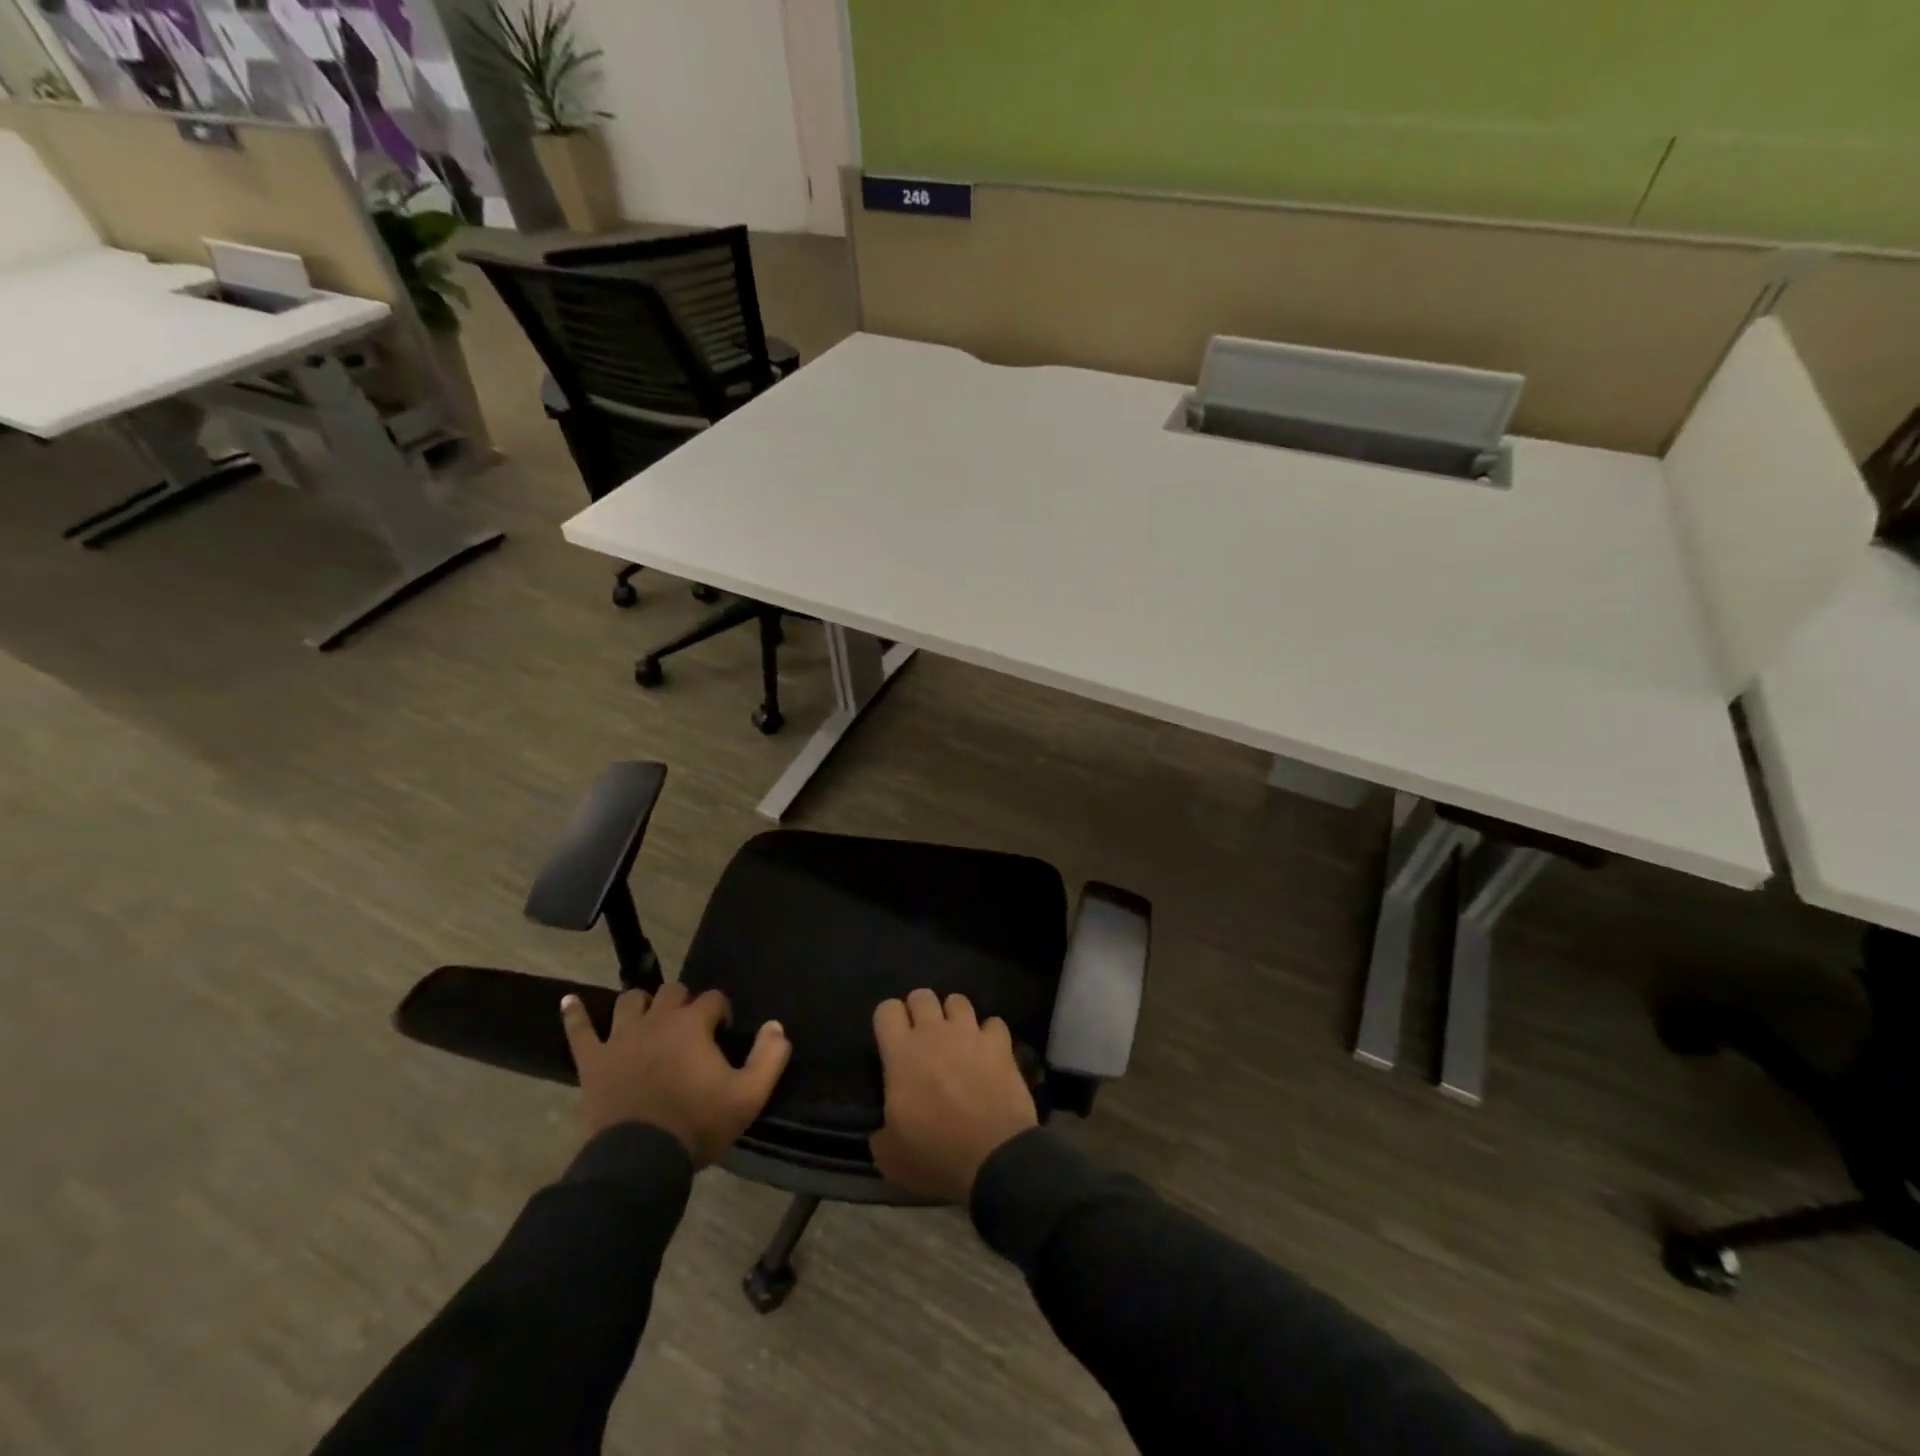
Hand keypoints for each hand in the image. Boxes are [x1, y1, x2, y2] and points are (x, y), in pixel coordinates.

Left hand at [561, 981, 790, 1164]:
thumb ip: (769, 1056)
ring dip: (642, 1004)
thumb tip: (777, 1026)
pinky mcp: (593, 1061)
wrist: (640, 1163)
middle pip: (672, 991)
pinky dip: (574, 1014)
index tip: (724, 1033)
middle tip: (691, 1028)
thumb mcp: (748, 1096)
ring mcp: (620, 1038)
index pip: (713, 998)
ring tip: (649, 1017)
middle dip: (685, 1002)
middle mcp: (657, 1020)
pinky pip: (579, 1030)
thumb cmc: (697, 1125)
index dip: (722, 1012)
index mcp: (693, 1024)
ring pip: (631, 1001)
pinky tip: (569, 1001)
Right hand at [869, 989, 1037, 1202]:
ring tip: (957, 1040)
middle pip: (922, 995)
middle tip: (923, 1039)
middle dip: (920, 1011)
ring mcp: (969, 1033)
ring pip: (958, 1000)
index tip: (892, 1040)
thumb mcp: (890, 1155)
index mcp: (901, 1053)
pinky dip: (990, 1035)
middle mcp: (934, 1032)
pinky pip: (994, 1024)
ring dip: (954, 1017)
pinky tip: (989, 1053)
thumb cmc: (935, 1154)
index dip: (888, 1021)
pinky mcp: (1000, 1044)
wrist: (994, 1157)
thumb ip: (881, 1130)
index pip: (887, 1009)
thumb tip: (884, 1127)